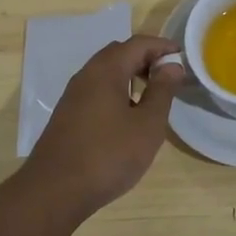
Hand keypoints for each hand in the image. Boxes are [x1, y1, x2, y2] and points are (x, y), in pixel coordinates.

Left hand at [15, 35, 185, 224]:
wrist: (53, 192)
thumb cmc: (107, 155)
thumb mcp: (147, 125)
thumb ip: (162, 91)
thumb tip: (172, 65)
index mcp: (106, 70)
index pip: (138, 43)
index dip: (162, 46)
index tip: (183, 58)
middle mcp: (86, 75)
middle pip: (120, 53)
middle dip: (146, 58)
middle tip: (169, 76)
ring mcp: (73, 96)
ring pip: (106, 73)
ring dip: (131, 76)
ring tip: (152, 97)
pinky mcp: (67, 115)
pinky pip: (96, 90)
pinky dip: (117, 91)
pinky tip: (127, 117)